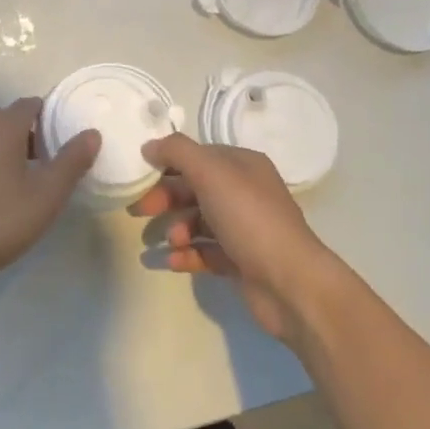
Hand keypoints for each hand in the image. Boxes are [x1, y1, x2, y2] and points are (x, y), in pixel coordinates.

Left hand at [0, 98, 99, 304]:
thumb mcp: (46, 196)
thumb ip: (71, 162)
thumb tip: (91, 133)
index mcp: (2, 127)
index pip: (31, 104)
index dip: (52, 117)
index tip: (68, 140)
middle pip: (10, 119)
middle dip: (33, 134)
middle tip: (52, 163)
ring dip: (10, 150)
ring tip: (28, 181)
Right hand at [134, 134, 341, 343]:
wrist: (290, 283)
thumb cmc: (249, 218)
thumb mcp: (210, 172)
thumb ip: (177, 152)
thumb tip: (149, 145)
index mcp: (242, 165)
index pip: (198, 156)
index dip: (167, 164)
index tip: (139, 176)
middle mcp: (245, 192)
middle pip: (194, 188)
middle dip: (165, 198)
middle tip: (139, 211)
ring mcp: (244, 229)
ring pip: (198, 221)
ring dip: (176, 229)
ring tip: (168, 241)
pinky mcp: (241, 262)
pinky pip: (205, 252)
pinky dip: (186, 255)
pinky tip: (170, 261)